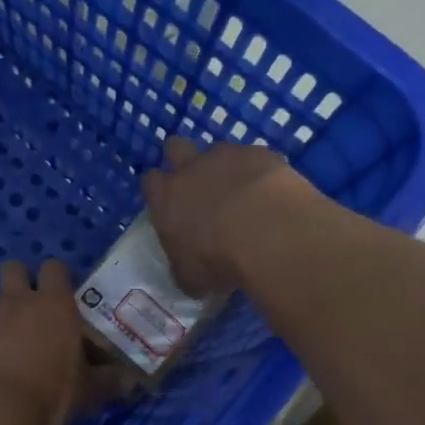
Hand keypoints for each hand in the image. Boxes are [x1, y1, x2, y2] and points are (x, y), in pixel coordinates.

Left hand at [0, 259, 115, 424]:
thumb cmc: (46, 394)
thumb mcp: (85, 393)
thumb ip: (106, 383)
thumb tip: (129, 381)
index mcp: (53, 304)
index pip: (55, 268)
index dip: (59, 278)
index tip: (66, 297)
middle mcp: (17, 301)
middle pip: (15, 268)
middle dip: (22, 280)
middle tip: (34, 310)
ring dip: (4, 318)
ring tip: (13, 352)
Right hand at [141, 137, 316, 295]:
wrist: (267, 232)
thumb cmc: (216, 259)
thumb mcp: (191, 277)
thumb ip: (184, 268)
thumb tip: (188, 274)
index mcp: (166, 196)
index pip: (150, 181)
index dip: (160, 190)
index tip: (171, 205)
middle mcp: (191, 168)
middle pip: (176, 147)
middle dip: (184, 160)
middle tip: (200, 186)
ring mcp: (228, 155)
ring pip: (220, 151)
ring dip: (227, 168)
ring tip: (245, 195)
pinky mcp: (262, 153)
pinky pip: (258, 159)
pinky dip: (262, 174)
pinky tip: (274, 195)